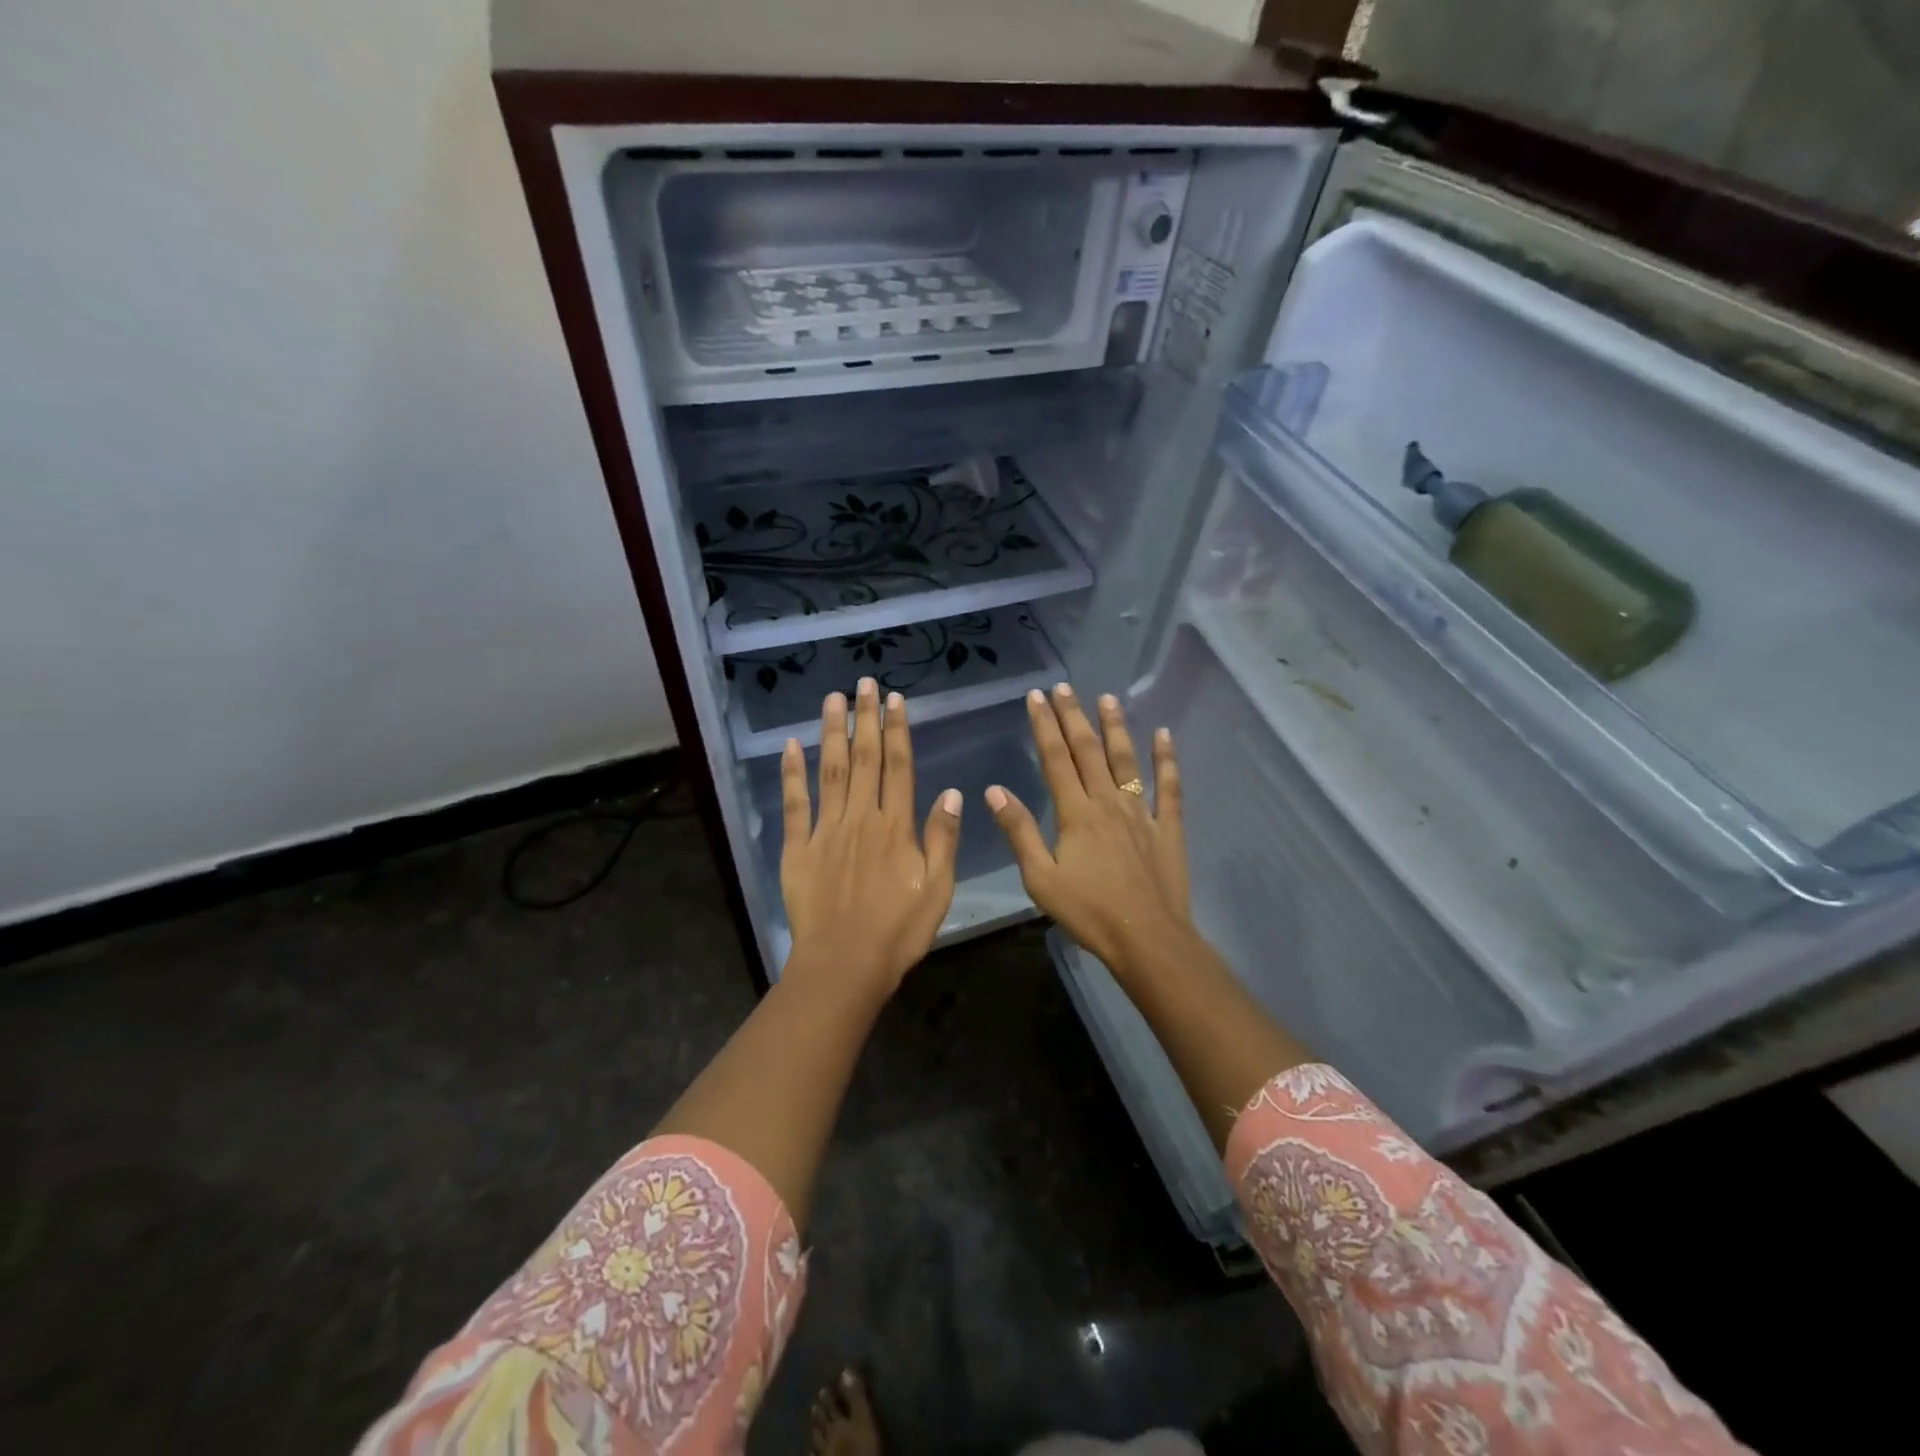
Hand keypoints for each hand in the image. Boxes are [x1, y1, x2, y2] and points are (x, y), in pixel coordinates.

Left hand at [779, 678, 960, 999]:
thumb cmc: (898, 931)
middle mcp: (860, 818)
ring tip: (833, 699)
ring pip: (830, 772)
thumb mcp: (938, 890)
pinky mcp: (797, 849)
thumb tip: (952, 793)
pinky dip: (791, 774)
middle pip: (864, 759)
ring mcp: (825, 831)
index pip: (898, 767)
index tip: (895, 700)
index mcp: (895, 827)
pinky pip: (794, 805)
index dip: (897, 730)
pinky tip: (790, 746)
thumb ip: (942, 839)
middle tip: (864, 682)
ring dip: (832, 733)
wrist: (844, 965)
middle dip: (866, 718)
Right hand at [985, 683, 1192, 976]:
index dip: (1044, 726)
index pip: (1055, 759)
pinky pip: (1168, 787)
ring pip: (1127, 760)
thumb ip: (1019, 831)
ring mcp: (1141, 813)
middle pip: (1088, 751)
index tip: (1036, 697)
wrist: (1146, 938)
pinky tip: (1164, 735)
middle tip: (1064, 687)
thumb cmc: (1088, 912)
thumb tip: (995, 790)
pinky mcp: (1168, 828)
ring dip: (1116, 727)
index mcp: (1075, 813)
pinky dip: (1167, 759)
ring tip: (1107, 698)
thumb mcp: (1040, 878)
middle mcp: (1108, 802)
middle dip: (1073, 716)